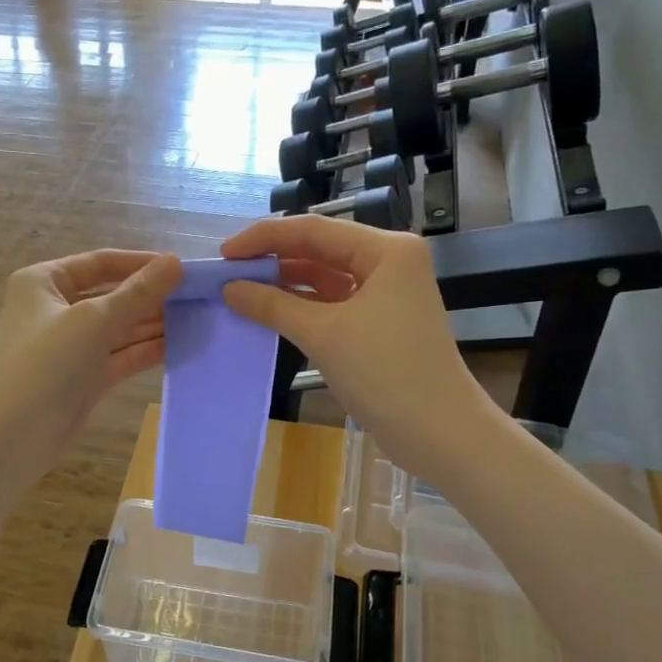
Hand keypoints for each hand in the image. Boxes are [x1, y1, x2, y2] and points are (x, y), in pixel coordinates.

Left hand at [0, 250, 182, 483]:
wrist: (6, 438)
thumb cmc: (43, 364)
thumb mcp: (92, 320)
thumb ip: (137, 293)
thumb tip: (175, 263)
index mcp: (44, 282)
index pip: (100, 263)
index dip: (141, 263)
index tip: (183, 268)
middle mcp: (55, 309)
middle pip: (112, 295)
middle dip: (151, 297)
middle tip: (198, 297)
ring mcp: (69, 347)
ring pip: (118, 329)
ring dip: (153, 325)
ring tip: (198, 319)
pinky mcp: (82, 379)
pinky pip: (119, 357)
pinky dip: (145, 351)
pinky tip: (179, 345)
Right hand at [221, 217, 493, 482]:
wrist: (438, 432)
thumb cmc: (385, 373)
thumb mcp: (323, 334)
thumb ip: (272, 305)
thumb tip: (229, 288)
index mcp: (386, 250)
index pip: (313, 230)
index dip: (264, 238)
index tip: (223, 254)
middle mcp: (388, 262)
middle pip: (320, 249)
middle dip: (273, 260)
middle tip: (228, 274)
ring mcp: (386, 292)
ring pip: (325, 276)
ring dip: (285, 283)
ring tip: (241, 292)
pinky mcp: (380, 320)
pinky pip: (333, 301)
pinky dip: (302, 305)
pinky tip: (270, 312)